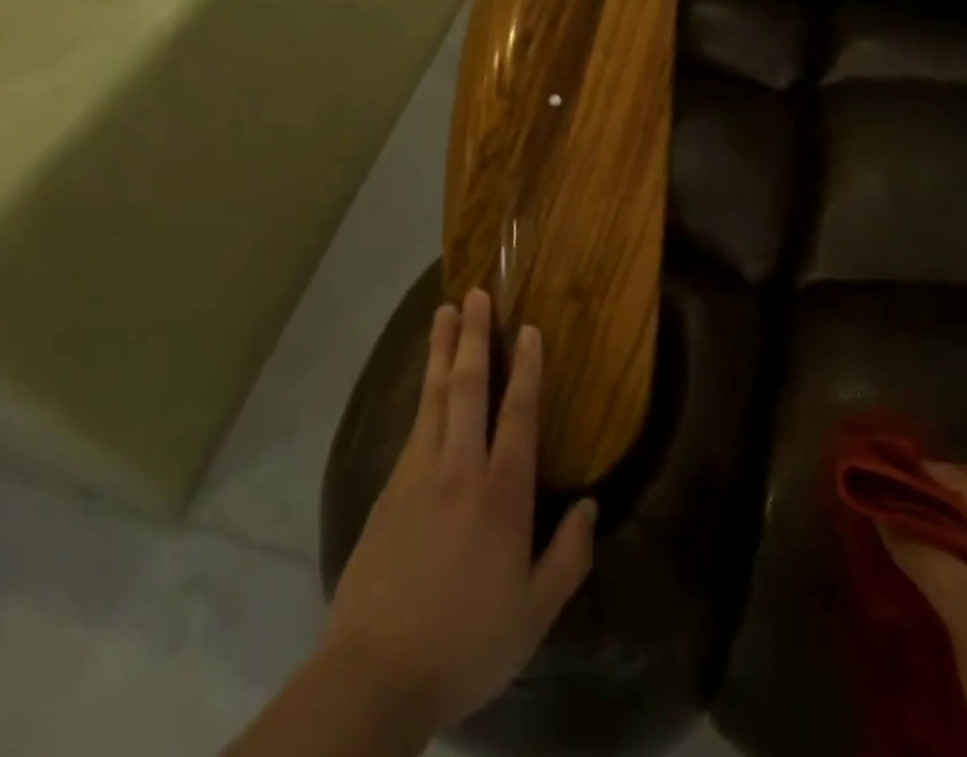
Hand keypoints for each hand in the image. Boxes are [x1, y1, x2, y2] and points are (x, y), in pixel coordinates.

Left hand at [322, 288, 597, 731]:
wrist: (376, 672)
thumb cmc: (467, 642)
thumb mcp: (534, 614)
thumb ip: (569, 557)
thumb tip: (590, 505)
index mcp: (501, 495)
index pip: (518, 414)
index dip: (527, 368)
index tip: (529, 328)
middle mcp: (460, 469)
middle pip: (469, 387)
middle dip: (475, 336)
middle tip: (476, 294)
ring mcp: (418, 473)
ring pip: (434, 395)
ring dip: (442, 349)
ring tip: (444, 312)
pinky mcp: (389, 487)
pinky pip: (414, 422)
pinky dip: (423, 389)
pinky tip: (427, 378)